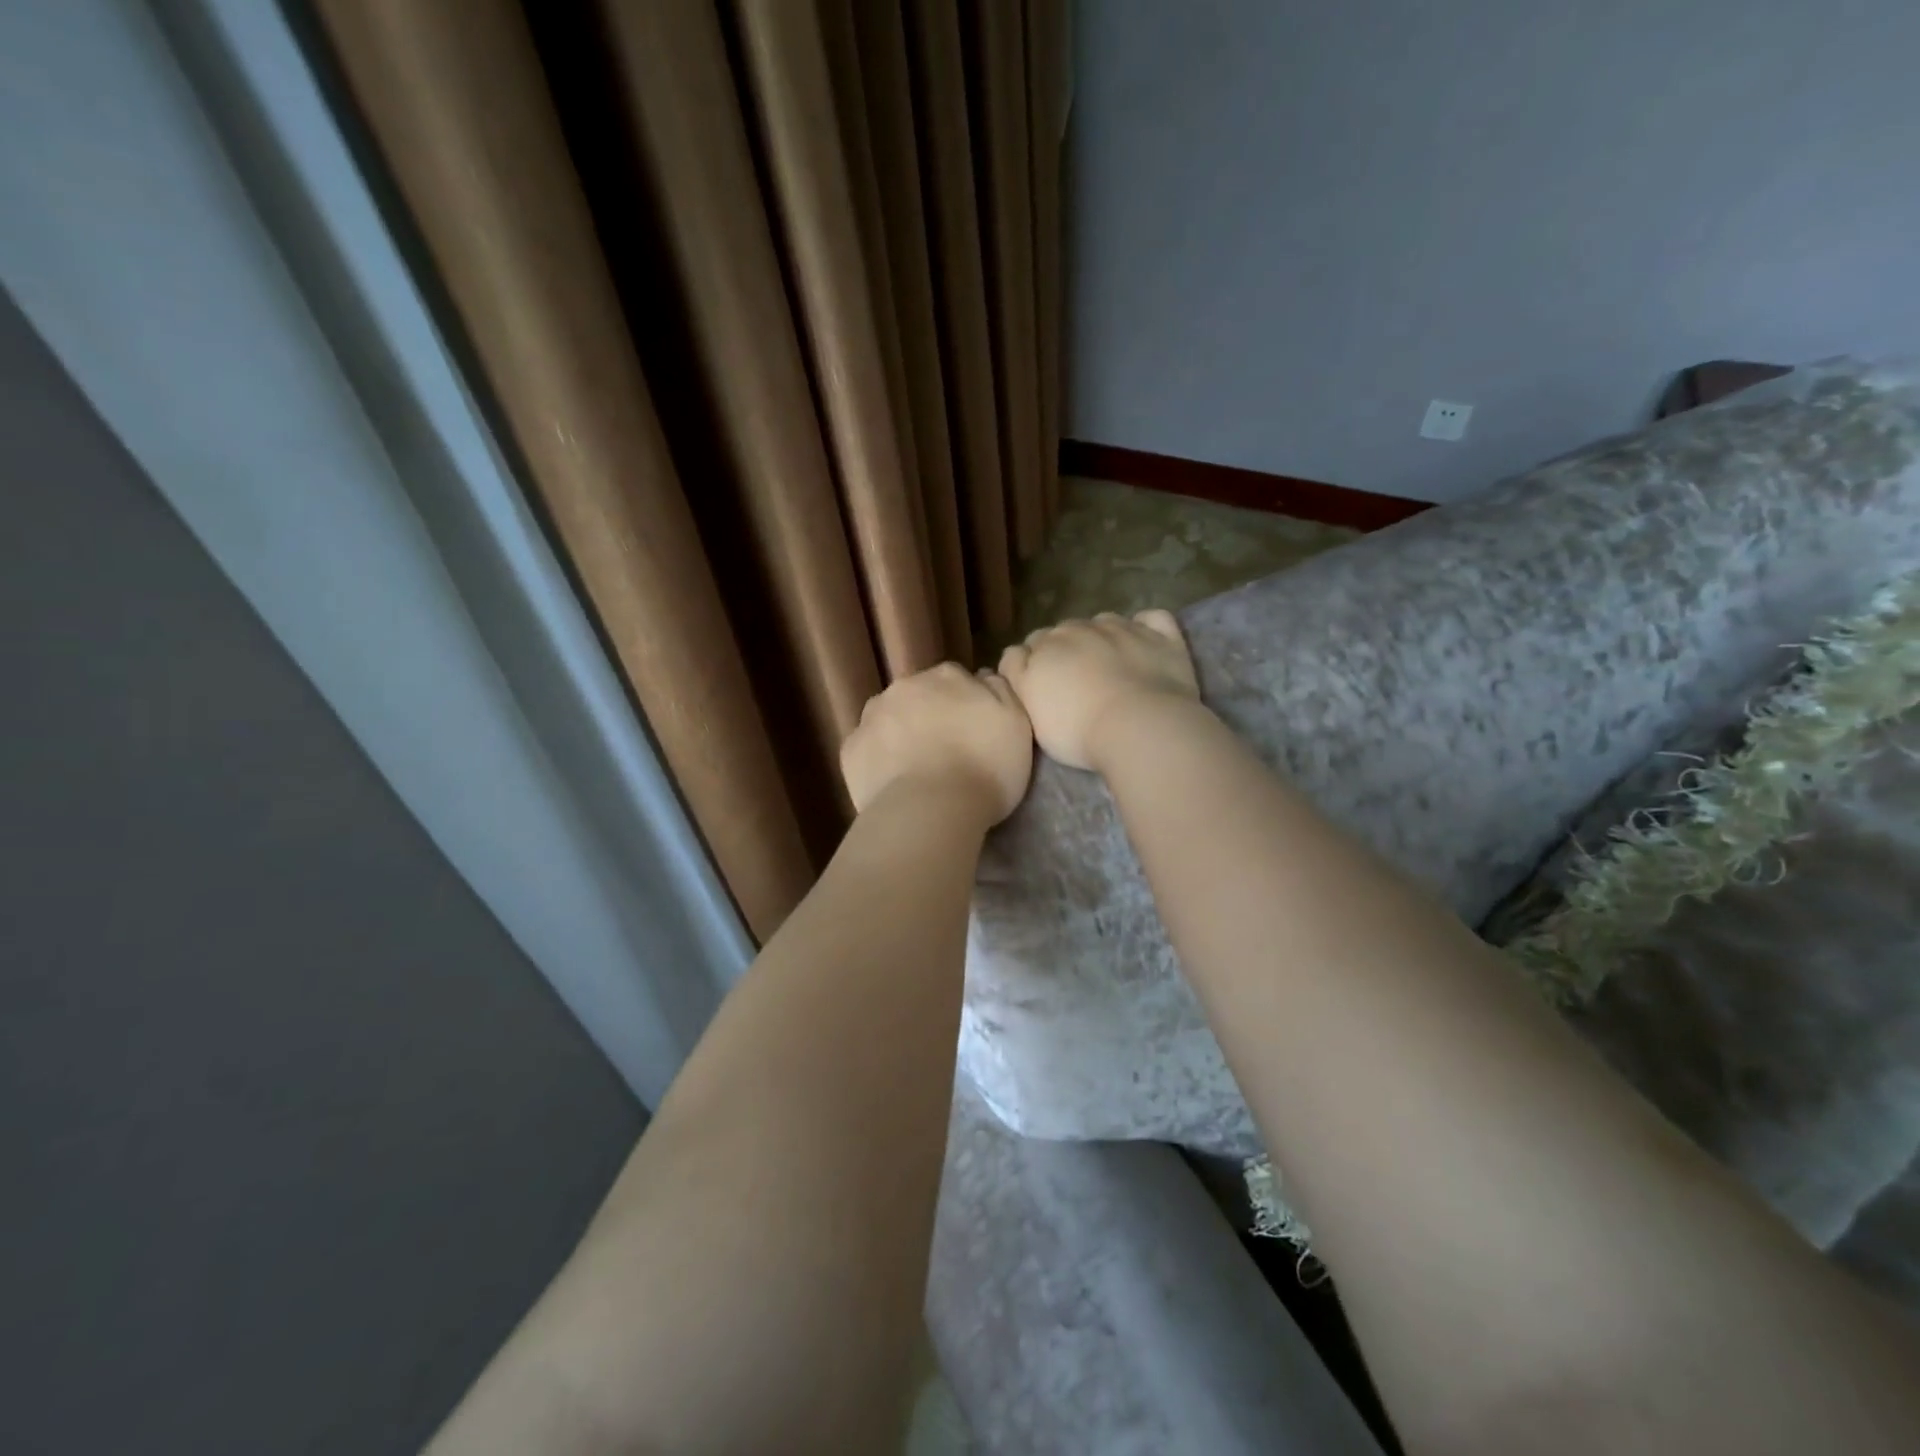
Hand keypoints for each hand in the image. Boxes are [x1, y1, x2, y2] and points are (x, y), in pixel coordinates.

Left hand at [840, 663, 1033, 823]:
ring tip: (918, 770)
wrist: (930, 810)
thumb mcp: (1017, 723)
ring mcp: (872, 716)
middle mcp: (905, 686)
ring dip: (901, 735)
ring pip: (889, 719)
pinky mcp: (850, 749)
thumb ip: (1001, 690)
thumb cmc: (985, 767)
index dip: (965, 705)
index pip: (956, 680)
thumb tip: (984, 676)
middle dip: (930, 716)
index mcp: (947, 676)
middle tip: (947, 753)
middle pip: (919, 696)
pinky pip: (868, 749)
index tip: (973, 733)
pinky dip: (879, 761)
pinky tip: (894, 784)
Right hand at [998, 610, 1199, 770]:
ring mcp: (1123, 628)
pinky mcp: (1161, 636)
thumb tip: (1017, 655)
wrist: (1139, 727)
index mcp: (1045, 646)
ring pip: (1103, 622)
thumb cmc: (1076, 729)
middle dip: (1066, 649)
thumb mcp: (1028, 709)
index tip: (1042, 689)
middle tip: (1076, 683)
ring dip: (1102, 637)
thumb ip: (1017, 675)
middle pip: (1065, 631)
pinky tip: (1144, 642)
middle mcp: (1081, 628)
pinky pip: (1150, 619)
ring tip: (1110, 666)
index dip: (1033, 665)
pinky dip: (1144, 627)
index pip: (1030, 645)